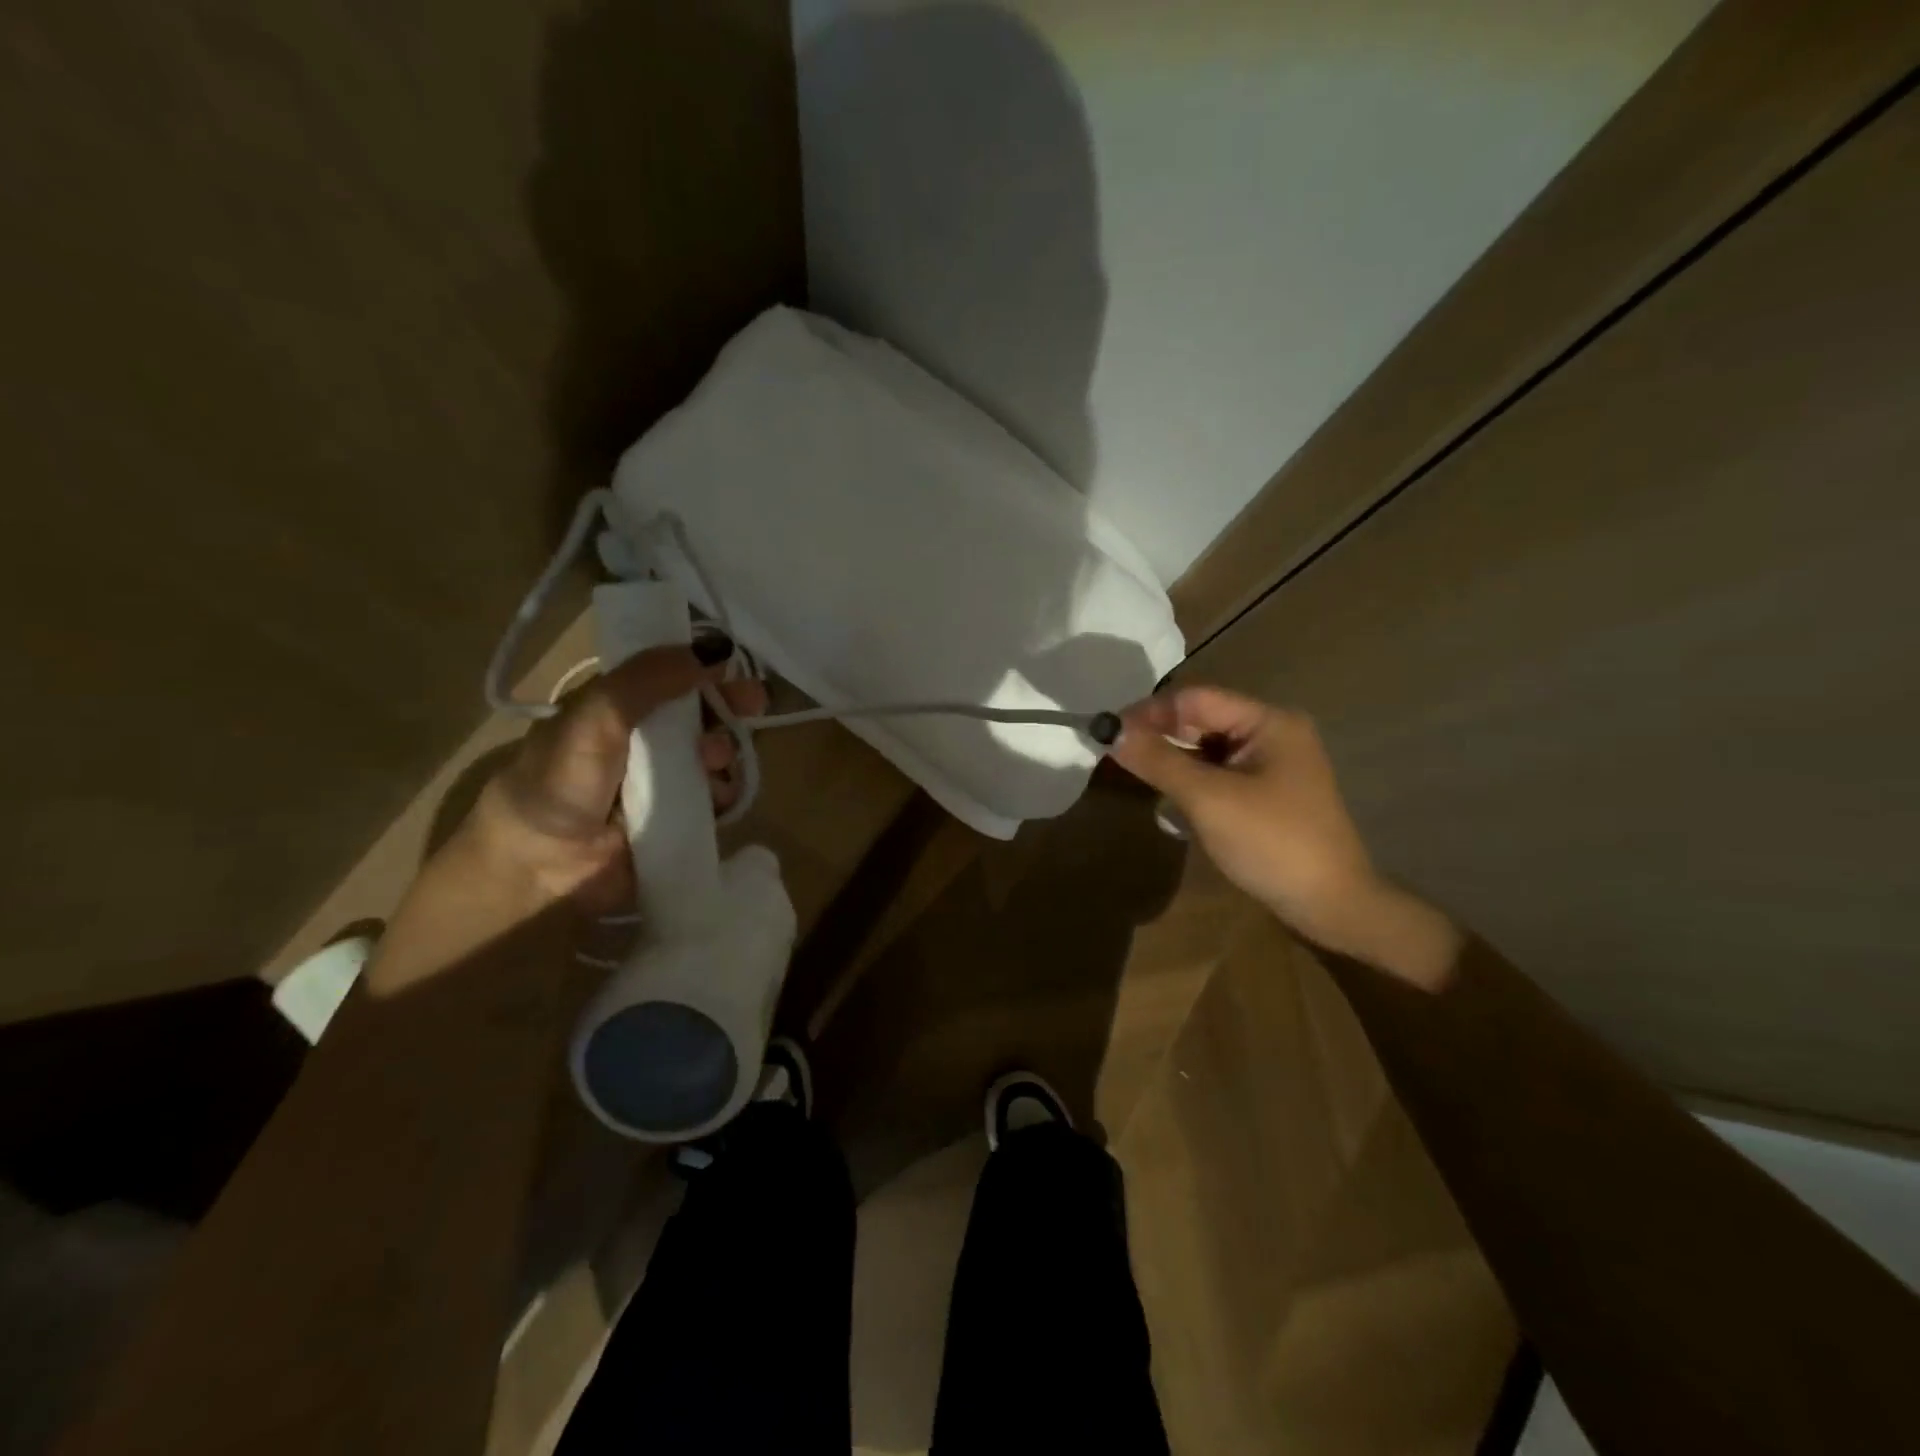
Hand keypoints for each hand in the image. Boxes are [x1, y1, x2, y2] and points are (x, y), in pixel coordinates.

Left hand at [462, 643, 766, 914]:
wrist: (542, 867)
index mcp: (614, 709)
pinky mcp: (680, 819)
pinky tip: (718, 795)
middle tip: (754, 705)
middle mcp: (641, 742)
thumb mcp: (596, 716)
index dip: (703, 667)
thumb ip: (650, 679)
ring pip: (714, 754)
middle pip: (700, 714)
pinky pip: (717, 796)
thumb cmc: (561, 783)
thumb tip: (718, 647)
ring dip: (725, 751)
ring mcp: (662, 782)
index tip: (733, 665)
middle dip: (728, 706)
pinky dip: (725, 791)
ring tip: (713, 761)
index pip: (669, 676)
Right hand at [1110, 686, 1459, 987]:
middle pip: (1202, 720)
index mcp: (1268, 722)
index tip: (1109, 732)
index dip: (1150, 712)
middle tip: (1116, 755)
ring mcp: (1272, 764)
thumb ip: (1159, 761)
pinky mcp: (1267, 792)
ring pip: (1208, 748)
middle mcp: (1273, 733)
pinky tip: (1168, 797)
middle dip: (1159, 735)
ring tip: (1135, 774)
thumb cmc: (1272, 843)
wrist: (1331, 905)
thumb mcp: (1208, 799)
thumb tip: (1111, 731)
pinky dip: (1190, 780)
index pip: (1196, 699)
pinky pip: (1219, 773)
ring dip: (1172, 759)